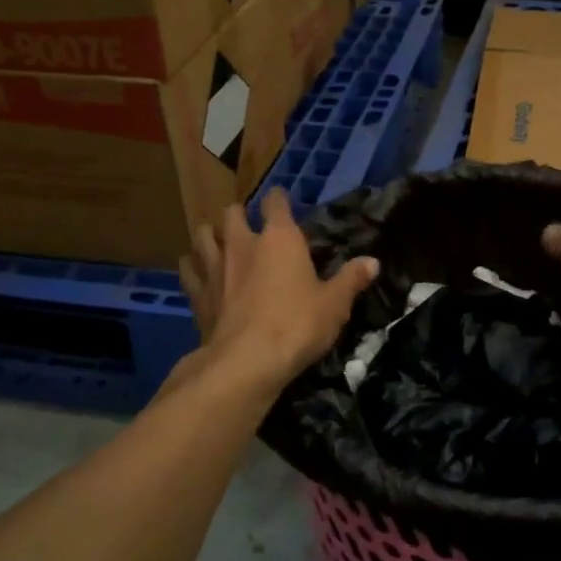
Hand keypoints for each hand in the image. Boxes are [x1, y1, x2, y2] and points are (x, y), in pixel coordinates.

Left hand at [177, 189, 378, 393]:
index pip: (275, 202)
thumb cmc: (297, 325)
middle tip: (250, 228)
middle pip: (231, 212)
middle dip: (239, 215)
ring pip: (202, 234)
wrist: (247, 361)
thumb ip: (351, 280)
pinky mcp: (196, 292)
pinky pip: (187, 268)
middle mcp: (242, 243)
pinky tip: (199, 273)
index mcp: (280, 238)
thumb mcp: (335, 304)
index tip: (282, 202)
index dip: (279, 199)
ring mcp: (214, 266)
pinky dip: (193, 266)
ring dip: (211, 235)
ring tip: (219, 243)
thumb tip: (372, 262)